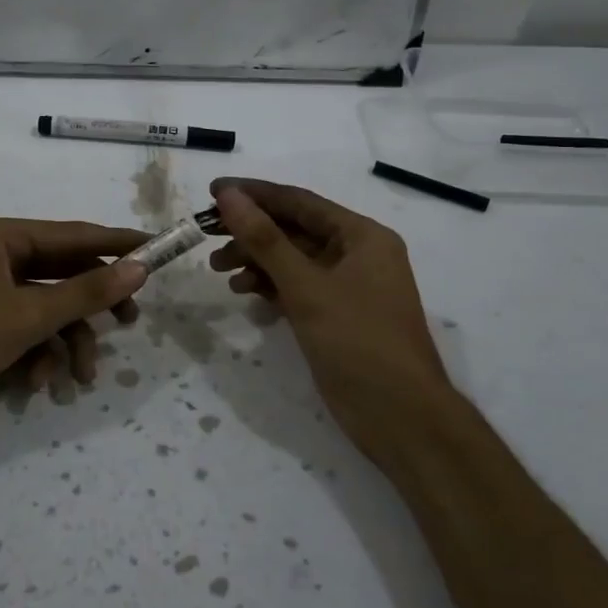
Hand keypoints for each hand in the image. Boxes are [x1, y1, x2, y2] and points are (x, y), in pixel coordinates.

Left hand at [0, 216, 149, 428]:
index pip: (76, 234)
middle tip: (129, 323)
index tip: (159, 250)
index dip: (119, 244)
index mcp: (3, 236)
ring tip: (80, 378)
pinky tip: (36, 383)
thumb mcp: (28, 317)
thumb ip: (86, 293)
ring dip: (67, 341)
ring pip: (47, 307)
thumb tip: (139, 268)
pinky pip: (25, 327)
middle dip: (92, 306)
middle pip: (64, 272)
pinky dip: (37, 353)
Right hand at [210, 178, 452, 474]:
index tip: (213, 190)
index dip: (255, 194)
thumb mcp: (306, 286)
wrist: (400, 416)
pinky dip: (270, 286)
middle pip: (295, 230)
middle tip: (208, 235)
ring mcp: (348, 287)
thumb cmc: (358, 341)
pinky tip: (244, 292)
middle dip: (251, 232)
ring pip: (293, 261)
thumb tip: (229, 195)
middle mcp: (357, 254)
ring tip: (219, 269)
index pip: (300, 202)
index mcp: (362, 236)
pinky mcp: (336, 316)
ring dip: (256, 261)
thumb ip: (265, 239)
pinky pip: (297, 288)